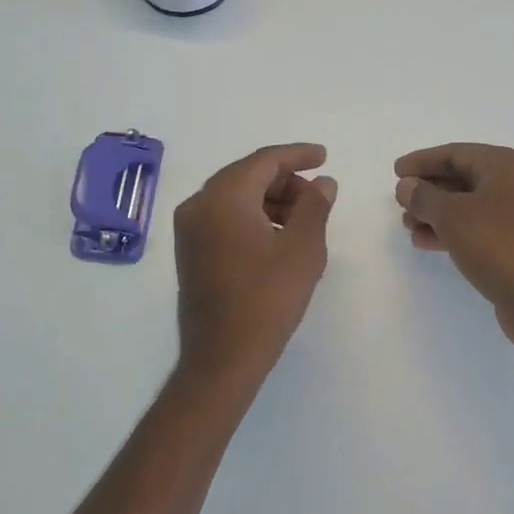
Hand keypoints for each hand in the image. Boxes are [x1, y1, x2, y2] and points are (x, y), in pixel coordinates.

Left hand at [175, 143, 336, 381]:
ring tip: (303, 220)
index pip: (264, 161)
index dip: (298, 155)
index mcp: (223, 197)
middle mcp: (199, 204)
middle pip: (247, 176)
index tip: (324, 156)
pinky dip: (252, 217)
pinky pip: (224, 217)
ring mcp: (189, 229)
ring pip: (235, 197)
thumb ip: (315, 205)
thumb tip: (323, 182)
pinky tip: (277, 237)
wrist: (222, 357)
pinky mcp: (190, 251)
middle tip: (318, 196)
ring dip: (270, 200)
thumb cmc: (267, 299)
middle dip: (285, 181)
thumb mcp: (303, 248)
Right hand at [394, 143, 513, 349]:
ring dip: (438, 214)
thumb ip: (423, 196)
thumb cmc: (498, 245)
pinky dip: (454, 231)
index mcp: (508, 166)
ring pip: (471, 205)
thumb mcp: (451, 215)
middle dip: (429, 191)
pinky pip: (481, 227)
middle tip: (401, 204)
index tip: (396, 172)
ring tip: (409, 227)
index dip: (422, 162)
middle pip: (464, 178)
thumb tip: (407, 186)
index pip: (456, 153)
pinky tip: (428, 243)